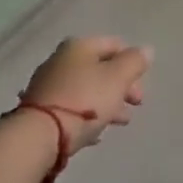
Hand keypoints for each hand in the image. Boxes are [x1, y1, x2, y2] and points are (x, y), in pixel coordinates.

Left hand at [21, 35, 152, 152]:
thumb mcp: (117, 79)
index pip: (114, 45)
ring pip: (85, 89)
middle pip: (99, 68)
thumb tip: (146, 50)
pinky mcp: (38, 110)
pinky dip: (85, 117)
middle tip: (134, 107)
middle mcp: (61, 59)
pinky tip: (94, 135)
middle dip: (120, 86)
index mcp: (80, 46)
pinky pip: (70, 108)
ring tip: (118, 123)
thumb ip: (134, 62)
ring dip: (105, 103)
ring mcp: (47, 84)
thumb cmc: (84, 101)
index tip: (140, 89)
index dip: (132, 63)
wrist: (37, 138)